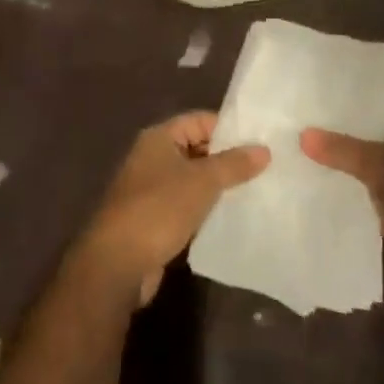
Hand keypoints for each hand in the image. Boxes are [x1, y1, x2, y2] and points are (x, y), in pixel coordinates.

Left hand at [77, 112, 269, 306]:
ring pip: (192, 178)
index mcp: (159, 138)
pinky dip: (205, 207)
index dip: (229, 128)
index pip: (200, 120)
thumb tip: (264, 150)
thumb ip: (234, 164)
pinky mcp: (154, 218)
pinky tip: (230, 215)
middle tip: (263, 167)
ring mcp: (151, 189)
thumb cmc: (160, 209)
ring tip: (254, 190)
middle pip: (196, 148)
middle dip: (226, 158)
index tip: (259, 141)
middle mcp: (152, 157)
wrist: (118, 263)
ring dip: (217, 185)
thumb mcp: (203, 181)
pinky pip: (186, 204)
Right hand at [301, 112, 383, 288]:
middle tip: (297, 131)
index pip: (379, 110)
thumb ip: (342, 149)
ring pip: (367, 171)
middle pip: (371, 141)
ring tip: (298, 158)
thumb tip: (303, 134)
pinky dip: (348, 196)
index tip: (313, 106)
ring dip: (342, 170)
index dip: (349, 109)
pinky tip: (316, 191)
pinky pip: (367, 198)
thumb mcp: (380, 166)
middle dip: (340, 140)